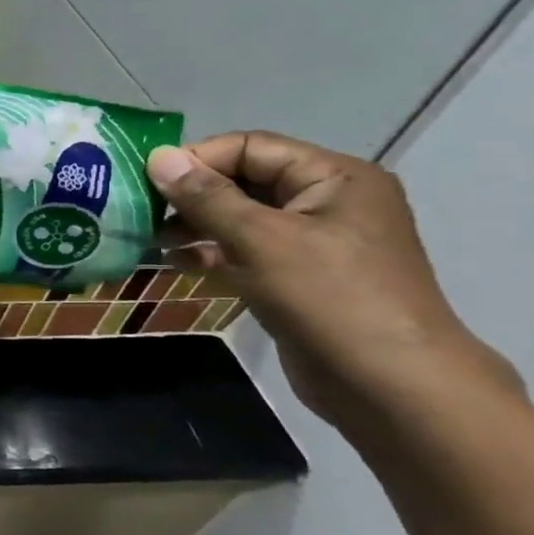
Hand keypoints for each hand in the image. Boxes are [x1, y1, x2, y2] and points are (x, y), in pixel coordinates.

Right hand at [147, 132, 523, 436]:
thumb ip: (206, 196)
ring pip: (241, 218)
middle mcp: (328, 202)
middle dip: (190, 195)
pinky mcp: (301, 278)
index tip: (145, 182)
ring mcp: (316, 243)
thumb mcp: (261, 239)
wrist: (392, 387)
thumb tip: (157, 156)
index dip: (196, 159)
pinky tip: (175, 263)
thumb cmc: (331, 298)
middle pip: (244, 180)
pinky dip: (211, 253)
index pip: (250, 147)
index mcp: (334, 178)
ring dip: (194, 226)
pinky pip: (247, 251)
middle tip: (141, 213)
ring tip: (151, 241)